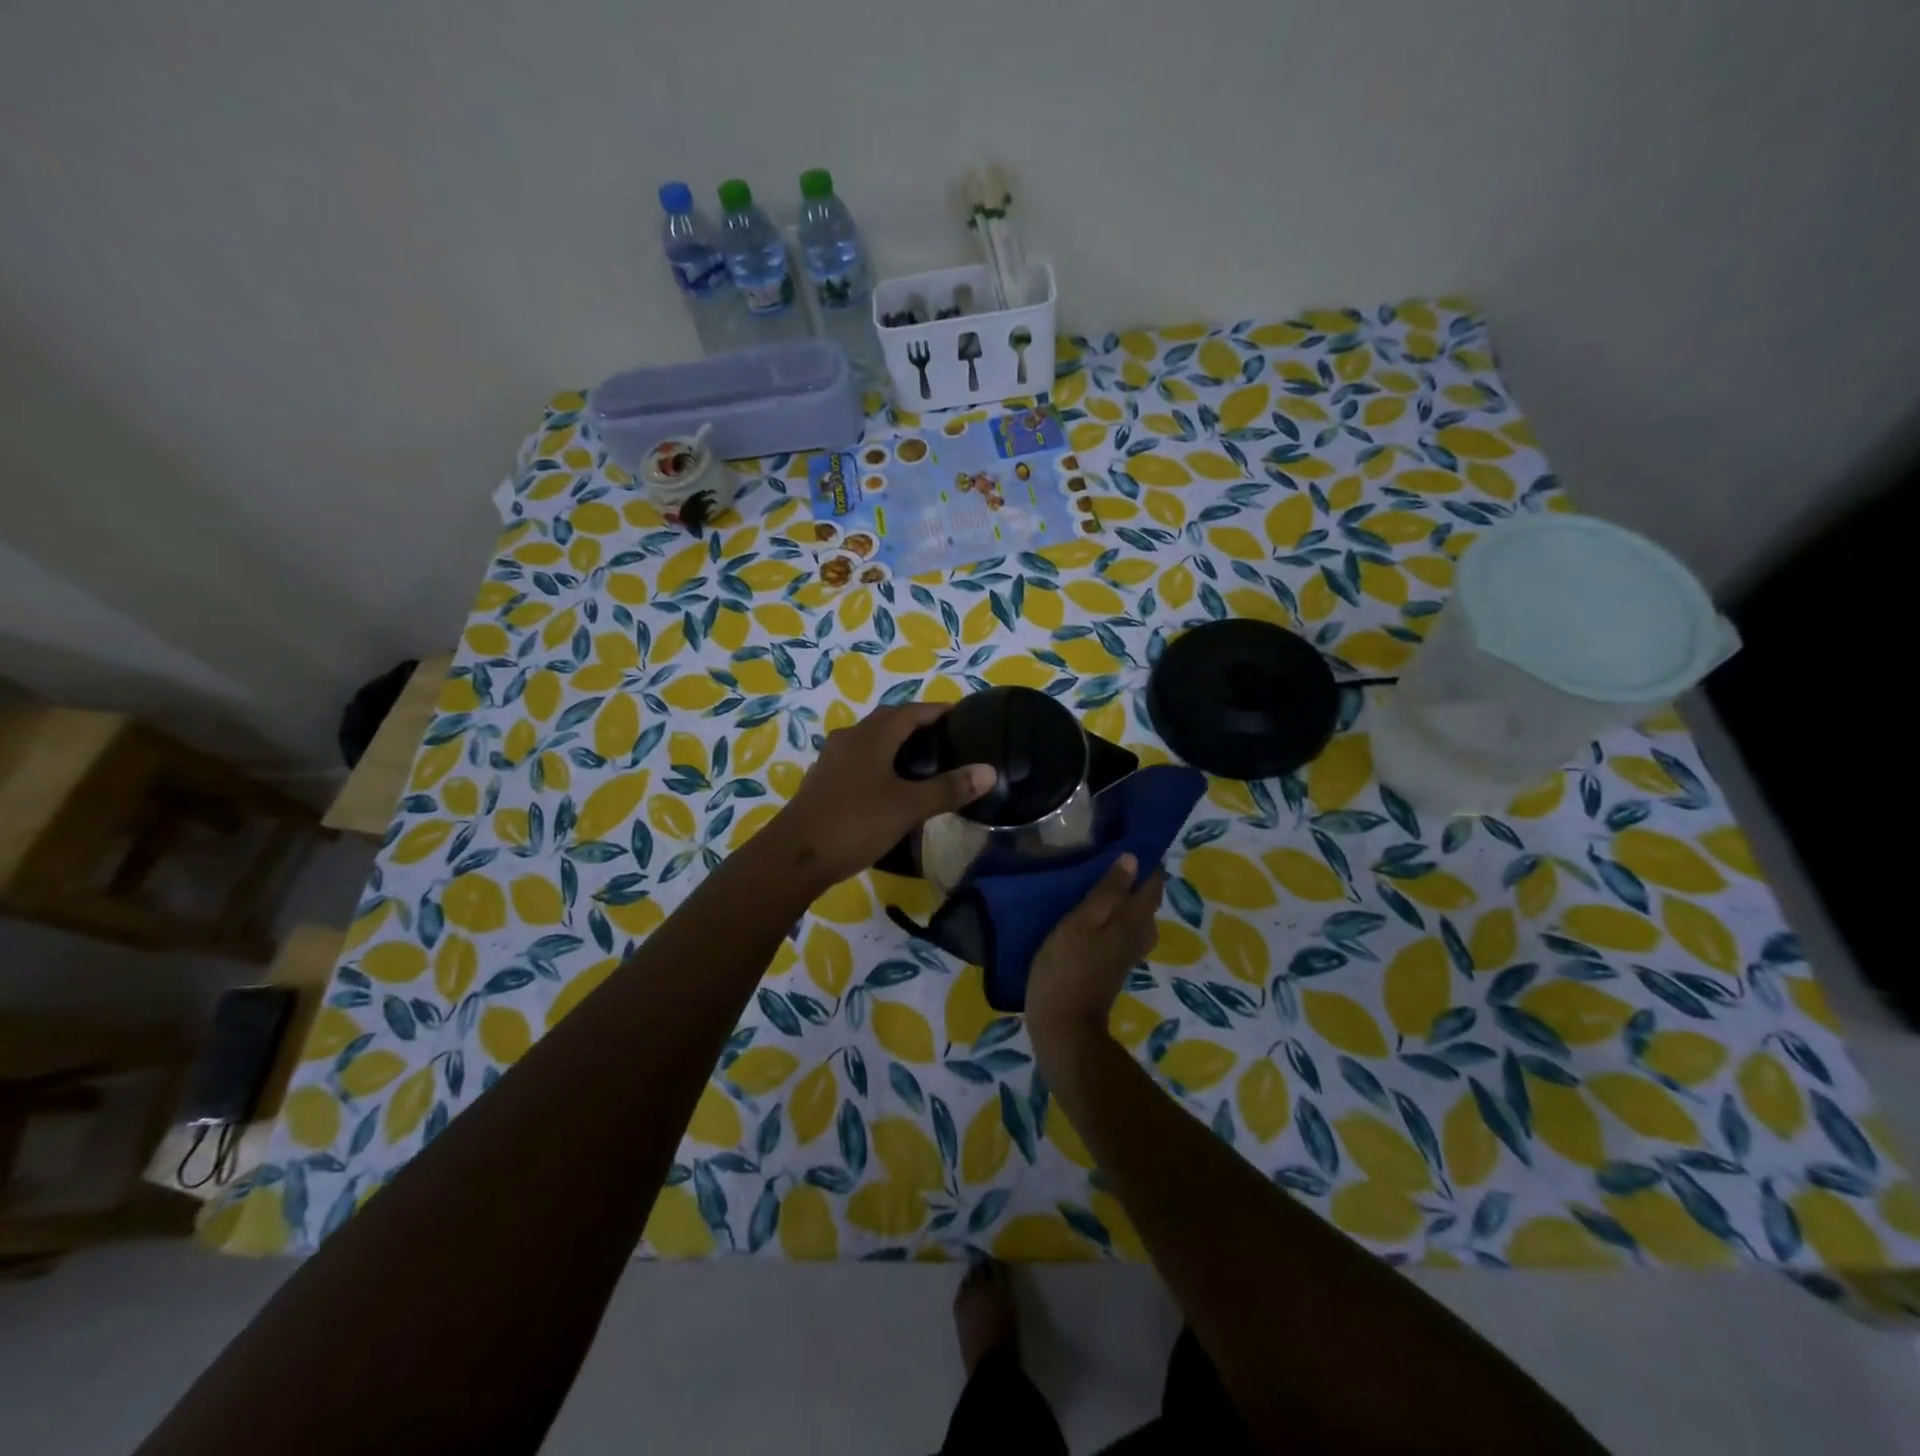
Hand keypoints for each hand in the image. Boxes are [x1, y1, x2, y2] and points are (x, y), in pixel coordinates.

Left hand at [760, 702, 994, 896]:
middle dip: (916, 725)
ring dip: (895, 744)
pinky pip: (858, 761)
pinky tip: (890, 786)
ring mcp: (832, 760)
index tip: (961, 716)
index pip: (911, 711)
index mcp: (872, 736)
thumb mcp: (909, 807)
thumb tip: (989, 771)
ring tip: (922, 762)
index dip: (937, 711)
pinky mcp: (823, 782)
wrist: (795, 857)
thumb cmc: (856, 823)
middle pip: (888, 722)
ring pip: (870, 741)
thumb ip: (949, 788)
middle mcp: (850, 738)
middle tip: (945, 740)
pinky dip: (879, 763)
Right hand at [1026, 854, 1163, 1053]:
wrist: (1064, 1025)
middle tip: (1113, 856)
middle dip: (1138, 879)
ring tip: (1103, 881)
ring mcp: (1126, 954)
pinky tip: (1096, 914)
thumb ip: (1107, 891)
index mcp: (1132, 920)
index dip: (1148, 862)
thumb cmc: (1067, 967)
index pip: (1152, 884)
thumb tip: (1133, 859)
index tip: (1132, 839)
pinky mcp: (1112, 967)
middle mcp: (1137, 935)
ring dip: (1127, 899)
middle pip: (1148, 902)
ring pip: (1137, 919)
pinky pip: (1124, 933)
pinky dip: (1117, 917)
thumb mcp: (1081, 922)